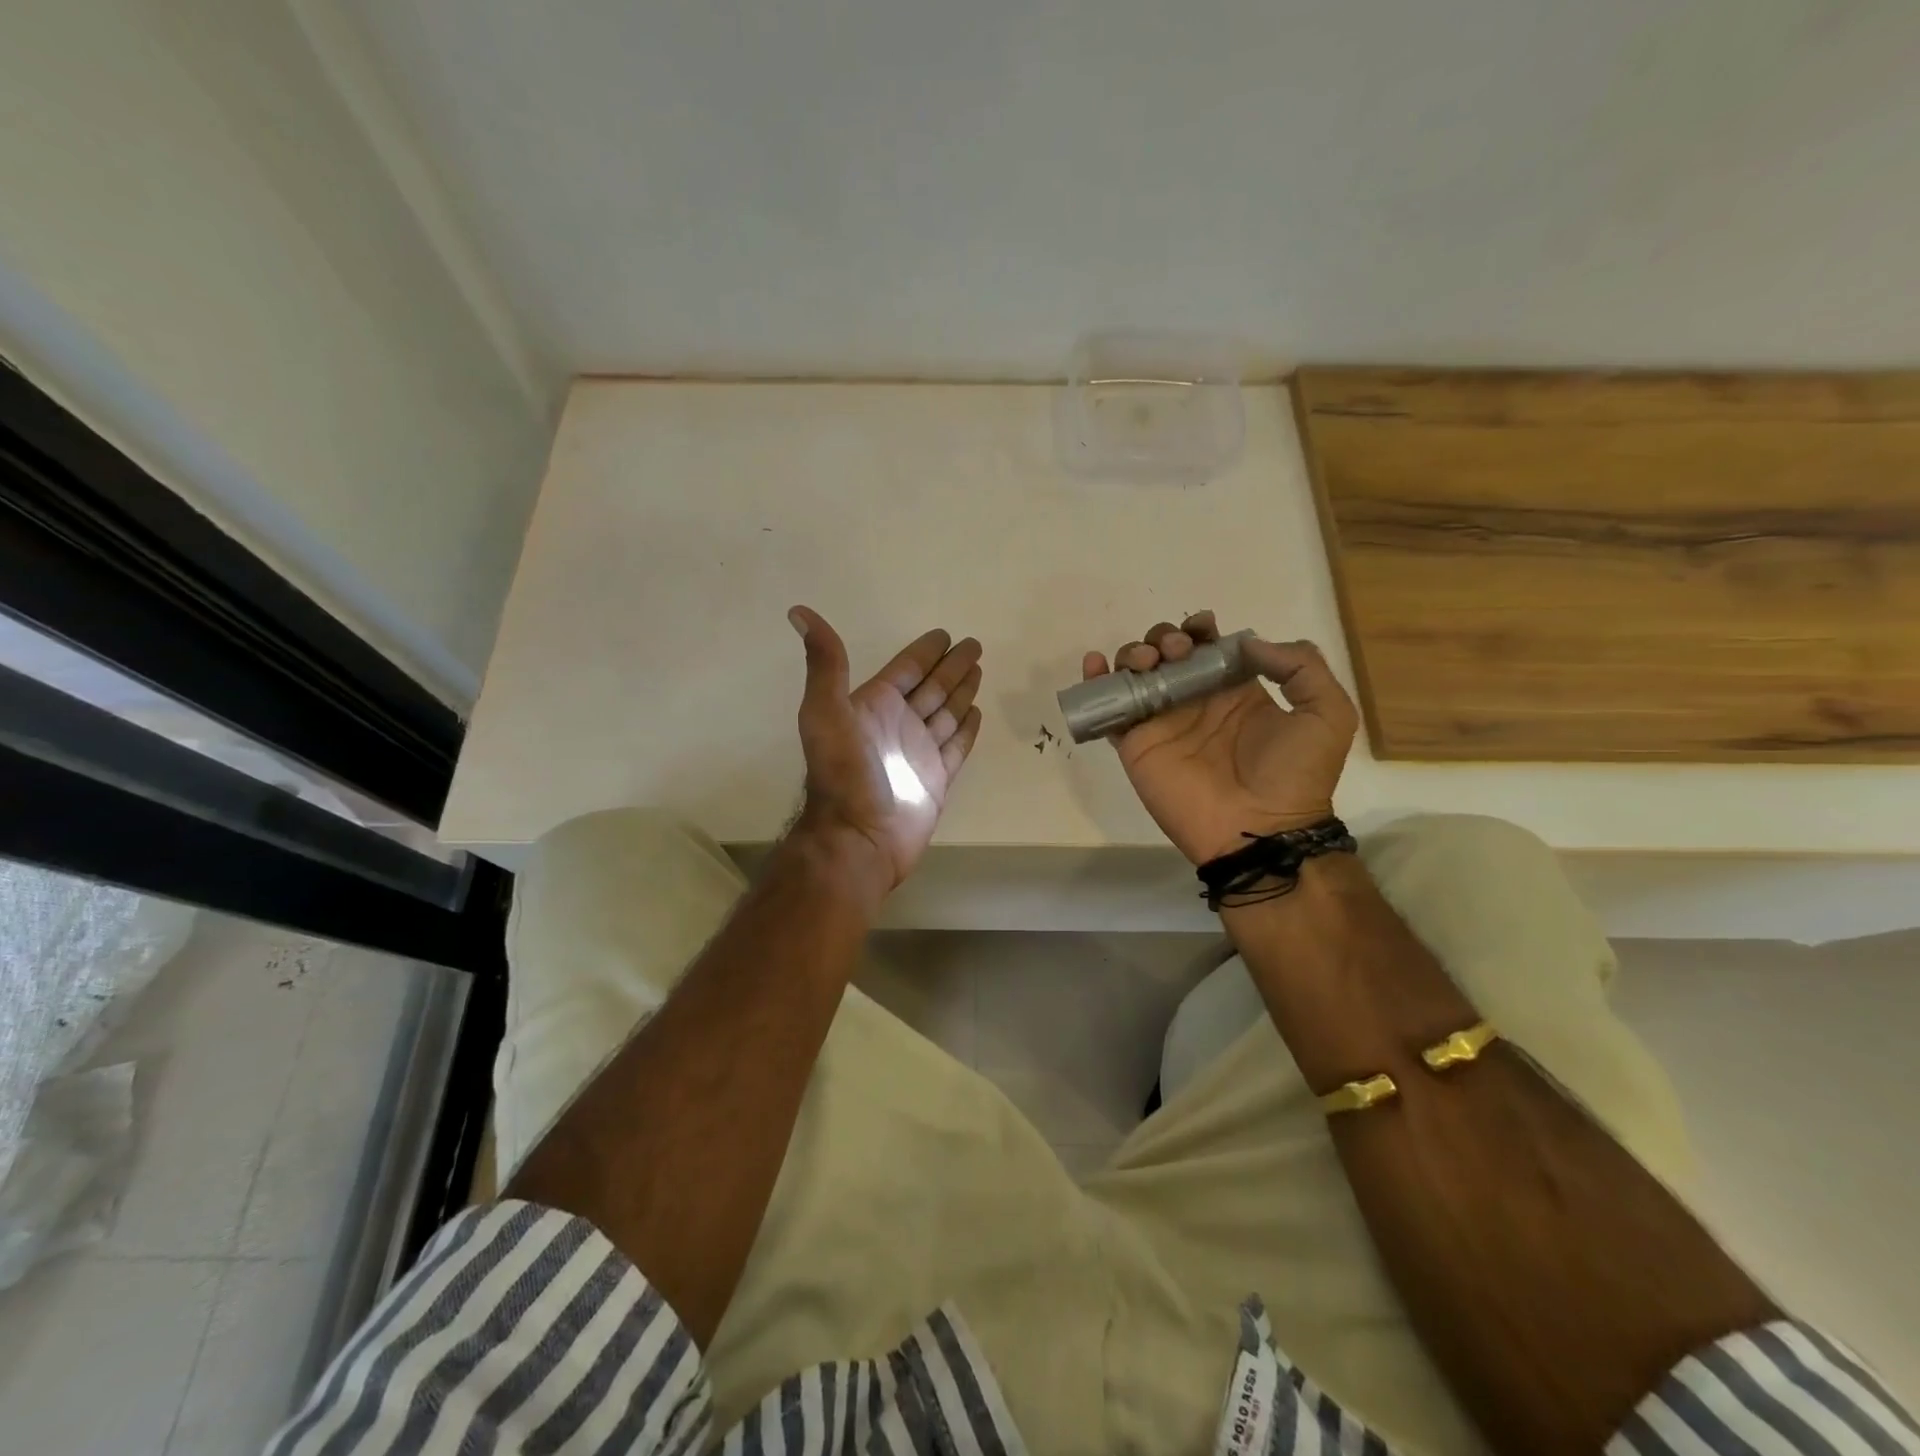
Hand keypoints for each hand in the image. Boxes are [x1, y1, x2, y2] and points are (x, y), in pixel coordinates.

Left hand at [787, 605, 983, 895]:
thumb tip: (798, 611)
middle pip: (931, 686)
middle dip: (952, 666)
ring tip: (979, 671)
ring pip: (946, 712)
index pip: (905, 669)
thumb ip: (825, 663)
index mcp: (874, 706)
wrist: (859, 837)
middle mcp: (897, 724)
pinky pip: (957, 746)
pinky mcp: (936, 779)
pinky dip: (967, 729)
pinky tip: (977, 713)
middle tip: (974, 645)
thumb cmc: (844, 774)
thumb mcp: (826, 711)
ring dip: (962, 691)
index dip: (925, 651)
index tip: (945, 635)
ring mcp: (918, 753)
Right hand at [1084, 610, 1358, 864]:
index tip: (1201, 628)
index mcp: (1235, 691)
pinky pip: (1110, 709)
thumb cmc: (1294, 774)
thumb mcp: (1327, 713)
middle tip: (1175, 652)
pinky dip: (1096, 682)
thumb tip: (1248, 641)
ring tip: (1147, 662)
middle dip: (1165, 638)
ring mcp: (1162, 722)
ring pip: (1136, 673)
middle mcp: (1195, 702)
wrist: (1260, 829)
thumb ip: (1300, 665)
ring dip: (1134, 652)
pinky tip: (1095, 664)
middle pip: (1167, 653)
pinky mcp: (1135, 743)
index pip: (1208, 647)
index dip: (1200, 630)